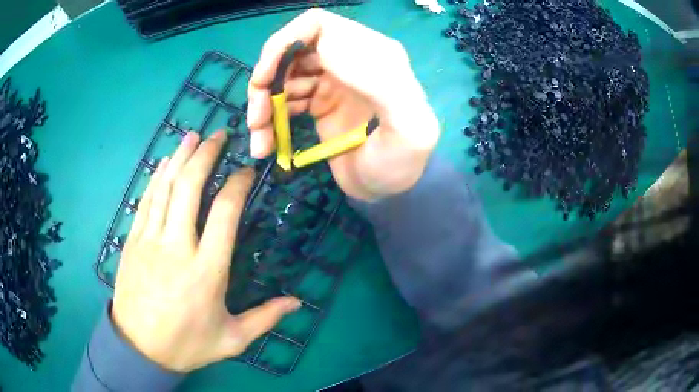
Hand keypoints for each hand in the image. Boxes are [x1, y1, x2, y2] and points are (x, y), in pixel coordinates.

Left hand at [112, 131, 300, 372]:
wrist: (140, 348)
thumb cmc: (188, 344)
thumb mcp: (232, 339)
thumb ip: (266, 318)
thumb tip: (298, 303)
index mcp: (207, 270)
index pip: (225, 212)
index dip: (237, 184)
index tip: (246, 172)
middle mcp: (178, 247)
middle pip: (190, 188)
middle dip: (205, 155)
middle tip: (218, 135)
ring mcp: (150, 241)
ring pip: (166, 188)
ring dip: (180, 158)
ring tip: (192, 136)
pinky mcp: (133, 242)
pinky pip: (146, 201)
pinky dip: (157, 178)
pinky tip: (164, 164)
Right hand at [247, 9, 439, 200]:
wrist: (390, 193)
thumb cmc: (403, 163)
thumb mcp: (409, 127)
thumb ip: (383, 84)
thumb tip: (328, 49)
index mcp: (371, 53)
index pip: (318, 25)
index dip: (285, 42)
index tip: (266, 77)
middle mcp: (346, 61)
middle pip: (291, 53)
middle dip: (266, 82)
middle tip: (257, 118)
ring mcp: (330, 83)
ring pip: (282, 79)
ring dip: (264, 106)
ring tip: (260, 141)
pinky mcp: (319, 105)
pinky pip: (285, 102)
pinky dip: (270, 121)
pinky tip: (266, 144)